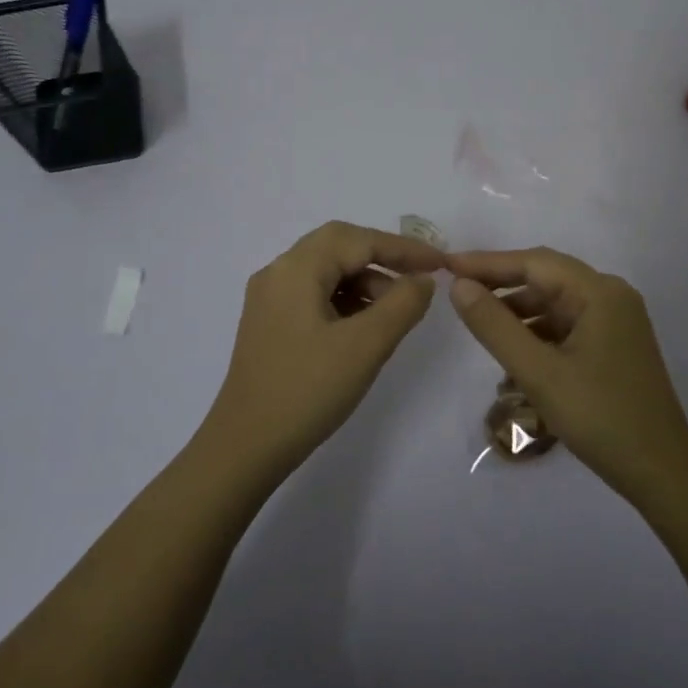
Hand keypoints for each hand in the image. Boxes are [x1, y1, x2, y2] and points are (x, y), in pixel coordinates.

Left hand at [205, 222, 443, 473]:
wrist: (245, 447)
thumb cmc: (307, 390)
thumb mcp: (365, 346)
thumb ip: (402, 304)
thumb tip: (423, 279)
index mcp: (295, 269)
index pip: (357, 240)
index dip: (403, 247)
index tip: (441, 263)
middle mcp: (277, 273)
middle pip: (338, 247)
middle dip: (383, 259)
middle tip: (420, 279)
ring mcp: (269, 300)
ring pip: (326, 272)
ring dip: (364, 282)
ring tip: (397, 311)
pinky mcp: (269, 325)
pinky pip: (314, 295)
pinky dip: (346, 301)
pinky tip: (366, 327)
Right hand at [447, 248, 687, 507]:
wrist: (662, 472)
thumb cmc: (600, 418)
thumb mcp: (538, 372)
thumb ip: (495, 326)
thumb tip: (459, 286)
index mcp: (599, 293)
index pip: (534, 262)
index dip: (488, 263)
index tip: (447, 266)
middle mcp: (611, 297)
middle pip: (546, 278)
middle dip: (501, 285)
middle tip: (457, 293)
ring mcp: (615, 322)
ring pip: (554, 304)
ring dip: (518, 312)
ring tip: (479, 326)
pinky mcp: (613, 346)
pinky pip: (566, 326)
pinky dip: (537, 334)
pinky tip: (513, 354)